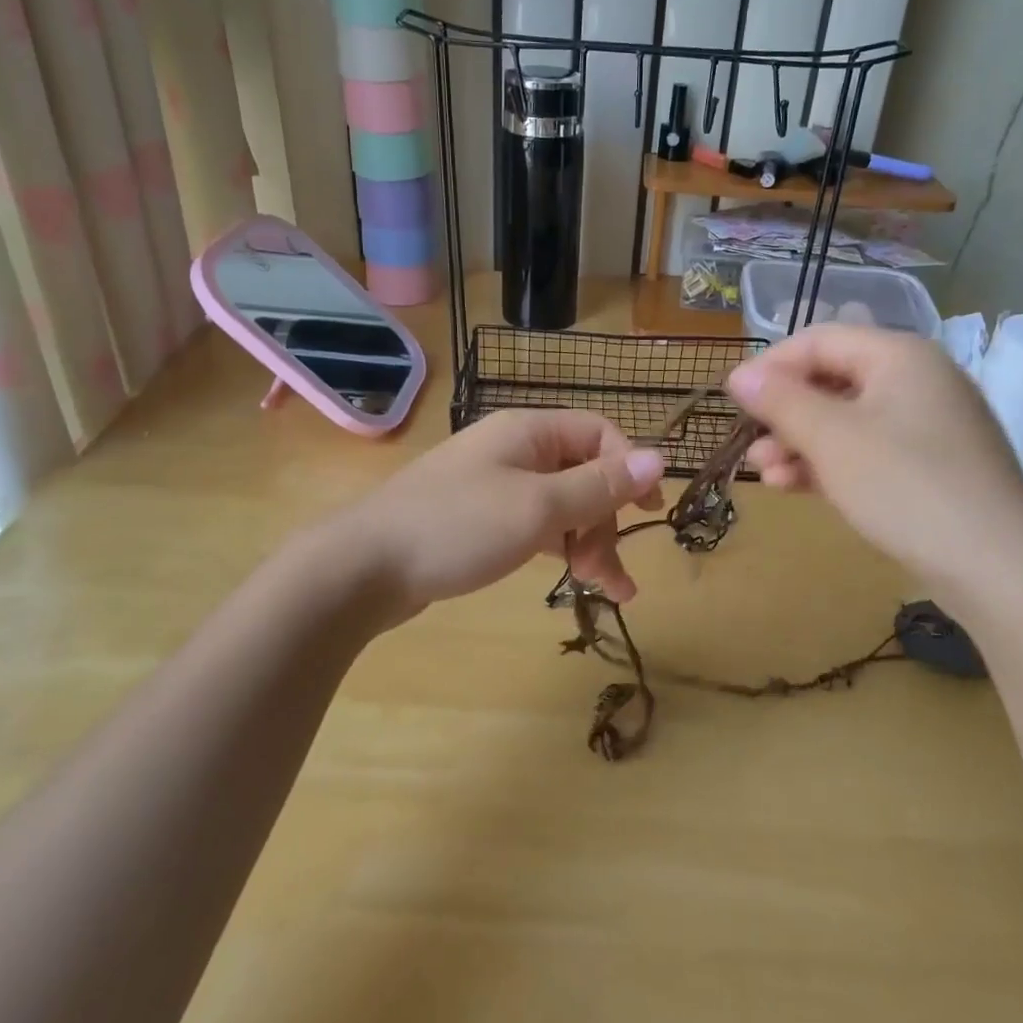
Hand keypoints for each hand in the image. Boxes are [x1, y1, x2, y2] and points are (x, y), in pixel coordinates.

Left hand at [345, 409, 665, 616]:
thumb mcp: (538, 507)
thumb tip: (660, 457)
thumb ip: (600, 486)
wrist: (363, 567)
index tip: (649, 511)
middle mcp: (514, 450)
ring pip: (561, 505)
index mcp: (529, 432)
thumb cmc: (457, 527)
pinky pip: (534, 525)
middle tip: (611, 573)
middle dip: (605, 521)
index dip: (630, 467)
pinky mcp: (478, 519)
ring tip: (607, 590)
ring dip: (588, 542)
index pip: (600, 433)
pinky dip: (557, 548)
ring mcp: (493, 485)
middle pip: (583, 473)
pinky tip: (570, 577)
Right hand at [726, 325, 1022, 602]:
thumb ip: (781, 401)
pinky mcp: (933, 467)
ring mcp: (929, 426)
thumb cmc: (906, 486)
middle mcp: (918, 380)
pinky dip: (831, 464)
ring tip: (765, 475)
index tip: (733, 400)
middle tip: (749, 443)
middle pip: (832, 380)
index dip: (770, 366)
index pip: (819, 341)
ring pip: (847, 420)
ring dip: (801, 443)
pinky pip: (870, 451)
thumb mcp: (831, 439)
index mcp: (899, 356)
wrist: (998, 567)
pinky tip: (797, 488)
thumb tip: (739, 375)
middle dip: (784, 412)